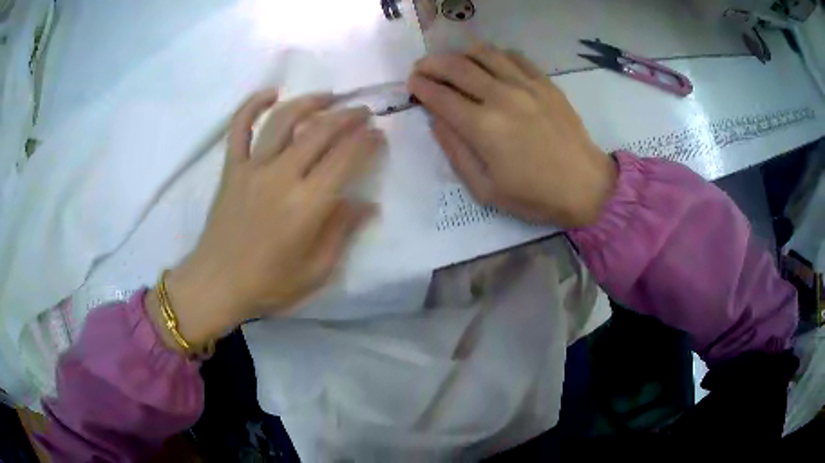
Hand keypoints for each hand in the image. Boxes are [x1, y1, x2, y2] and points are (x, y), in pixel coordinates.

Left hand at [147, 89, 383, 348]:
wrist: (217, 284)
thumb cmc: (269, 284)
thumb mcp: (316, 270)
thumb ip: (342, 232)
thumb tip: (367, 204)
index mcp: (306, 205)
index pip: (345, 159)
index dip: (367, 142)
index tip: (378, 135)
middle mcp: (281, 176)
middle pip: (320, 131)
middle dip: (348, 116)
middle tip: (363, 112)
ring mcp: (252, 168)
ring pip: (283, 120)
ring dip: (310, 102)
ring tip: (328, 96)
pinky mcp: (231, 168)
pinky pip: (239, 127)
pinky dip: (252, 105)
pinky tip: (270, 93)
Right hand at [408, 44, 616, 227]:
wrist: (585, 186)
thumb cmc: (534, 195)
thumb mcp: (485, 188)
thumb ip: (455, 151)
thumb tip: (437, 120)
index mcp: (483, 127)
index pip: (439, 95)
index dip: (420, 86)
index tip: (411, 84)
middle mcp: (501, 97)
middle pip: (456, 66)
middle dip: (431, 64)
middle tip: (422, 69)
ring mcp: (526, 85)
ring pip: (483, 53)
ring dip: (460, 54)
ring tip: (452, 64)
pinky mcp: (545, 83)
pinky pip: (513, 56)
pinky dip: (494, 55)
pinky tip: (489, 64)